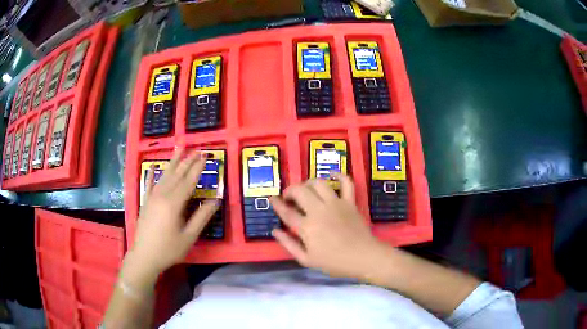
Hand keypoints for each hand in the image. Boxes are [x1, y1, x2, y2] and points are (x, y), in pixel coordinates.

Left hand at [130, 147, 219, 276]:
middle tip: (197, 150)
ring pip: (164, 175)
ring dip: (173, 162)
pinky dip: (151, 174)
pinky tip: (152, 166)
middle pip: (177, 175)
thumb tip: (216, 201)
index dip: (198, 168)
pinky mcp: (145, 202)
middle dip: (188, 161)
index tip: (206, 156)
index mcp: (174, 203)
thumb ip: (202, 218)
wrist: (144, 256)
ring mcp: (152, 197)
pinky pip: (149, 184)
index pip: (189, 181)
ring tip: (180, 149)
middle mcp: (162, 195)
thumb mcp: (189, 237)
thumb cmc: (169, 249)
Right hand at [270, 174, 383, 279]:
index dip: (277, 204)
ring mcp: (336, 204)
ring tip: (306, 189)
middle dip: (290, 191)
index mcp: (307, 227)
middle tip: (289, 197)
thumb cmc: (334, 262)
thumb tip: (275, 231)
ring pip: (318, 183)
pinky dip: (339, 175)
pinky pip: (346, 182)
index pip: (286, 211)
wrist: (362, 257)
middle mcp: (319, 211)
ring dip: (308, 183)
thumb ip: (289, 244)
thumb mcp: (306, 260)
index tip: (272, 199)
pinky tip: (332, 174)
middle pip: (300, 191)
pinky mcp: (350, 202)